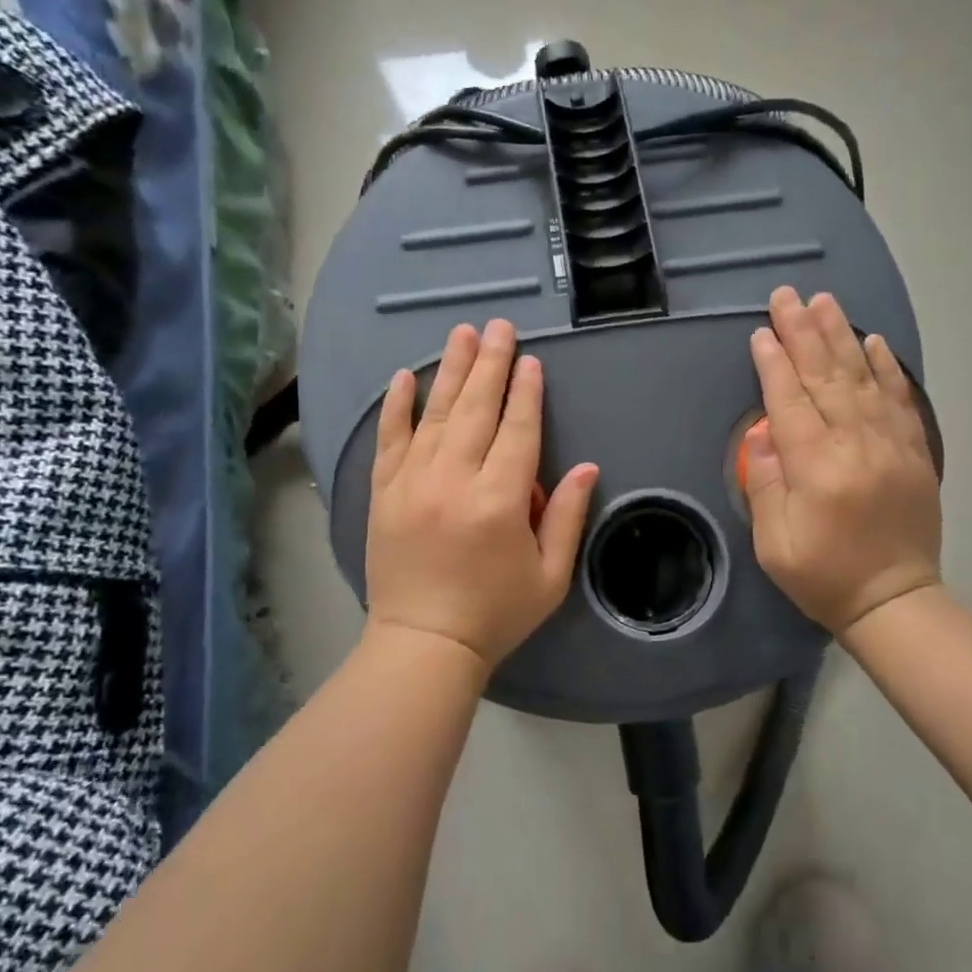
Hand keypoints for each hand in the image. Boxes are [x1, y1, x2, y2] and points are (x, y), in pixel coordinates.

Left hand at [364, 319, 599, 669]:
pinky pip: (390, 439)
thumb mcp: (550, 575)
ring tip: (461, 334)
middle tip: (498, 326)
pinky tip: (404, 376)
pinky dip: (397, 406)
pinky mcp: (384, 493)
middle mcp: (454, 480)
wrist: (423, 644)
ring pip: (435, 414)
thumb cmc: (495, 614)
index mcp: (499, 501)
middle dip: (490, 364)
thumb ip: (567, 516)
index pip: (518, 431)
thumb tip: (587, 467)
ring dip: (450, 370)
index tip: (530, 361)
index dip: (526, 393)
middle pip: (476, 409)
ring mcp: (412, 483)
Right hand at [743, 286, 941, 635]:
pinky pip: (900, 399)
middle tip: (787, 295)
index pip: (789, 400)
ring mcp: (891, 444)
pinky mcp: (914, 451)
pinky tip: (874, 341)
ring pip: (862, 378)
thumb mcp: (774, 543)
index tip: (761, 330)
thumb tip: (762, 434)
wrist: (895, 600)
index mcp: (816, 467)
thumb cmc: (824, 576)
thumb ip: (763, 483)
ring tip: (825, 301)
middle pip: (825, 377)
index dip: (773, 363)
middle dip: (802, 332)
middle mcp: (855, 444)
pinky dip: (886, 368)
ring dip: (841, 336)